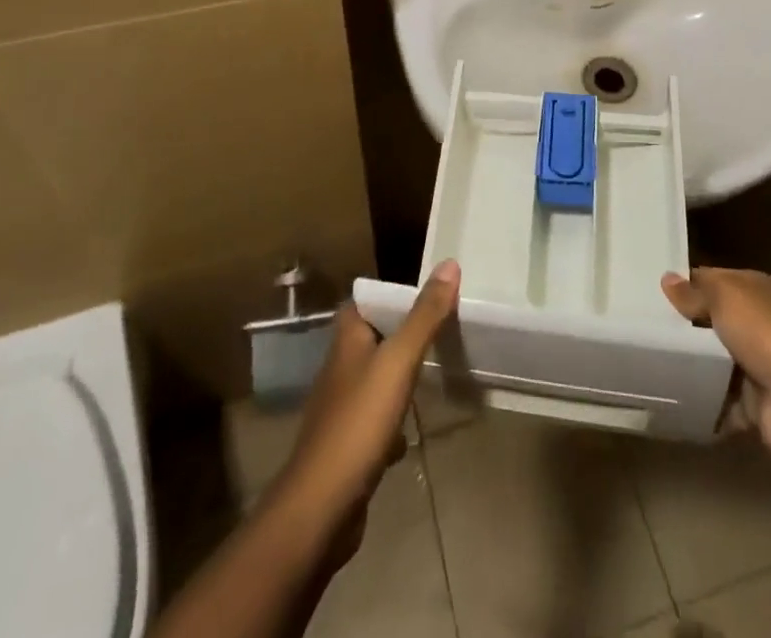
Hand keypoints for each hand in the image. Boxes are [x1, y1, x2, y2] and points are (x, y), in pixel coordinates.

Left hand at [273, 260, 460, 551]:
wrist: (321, 508)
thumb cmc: (358, 423)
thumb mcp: (398, 362)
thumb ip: (425, 316)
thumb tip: (449, 263)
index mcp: (347, 340)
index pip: (368, 301)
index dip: (394, 293)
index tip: (429, 291)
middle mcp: (340, 367)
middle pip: (374, 338)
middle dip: (403, 333)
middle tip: (442, 327)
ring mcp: (341, 408)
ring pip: (376, 379)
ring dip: (400, 376)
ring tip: (434, 371)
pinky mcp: (348, 445)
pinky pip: (376, 420)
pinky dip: (394, 421)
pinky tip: (412, 430)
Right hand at [661, 267, 770, 463]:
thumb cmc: (763, 333)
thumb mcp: (724, 297)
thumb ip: (694, 291)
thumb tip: (667, 279)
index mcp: (755, 290)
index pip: (713, 280)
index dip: (685, 284)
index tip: (652, 293)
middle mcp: (759, 324)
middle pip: (712, 321)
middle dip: (685, 327)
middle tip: (645, 330)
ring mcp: (758, 365)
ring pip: (715, 361)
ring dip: (692, 366)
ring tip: (651, 364)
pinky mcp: (755, 404)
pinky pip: (721, 400)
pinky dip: (703, 402)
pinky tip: (673, 397)